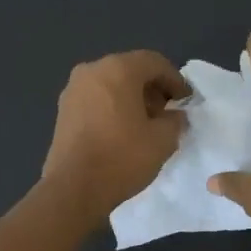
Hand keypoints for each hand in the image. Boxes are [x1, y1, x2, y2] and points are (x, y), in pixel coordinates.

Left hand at [42, 50, 190, 218]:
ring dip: (132, 98)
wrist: (74, 188)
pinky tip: (123, 131)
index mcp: (118, 70)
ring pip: (112, 84)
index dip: (175, 80)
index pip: (154, 62)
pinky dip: (114, 107)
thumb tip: (174, 116)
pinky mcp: (63, 110)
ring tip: (146, 124)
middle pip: (131, 70)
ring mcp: (73, 89)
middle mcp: (92, 71)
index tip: (186, 101)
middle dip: (153, 88)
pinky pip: (96, 98)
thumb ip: (175, 120)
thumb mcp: (163, 140)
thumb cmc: (122, 158)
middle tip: (167, 112)